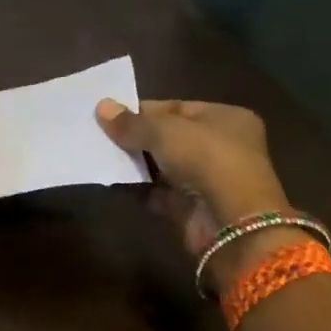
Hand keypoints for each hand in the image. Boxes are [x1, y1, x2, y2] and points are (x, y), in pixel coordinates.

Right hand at [96, 98, 296, 274]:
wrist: (231, 223)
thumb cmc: (206, 160)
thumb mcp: (165, 132)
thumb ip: (132, 122)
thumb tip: (101, 107)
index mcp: (225, 118)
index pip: (178, 108)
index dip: (144, 111)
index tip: (110, 114)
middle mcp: (220, 147)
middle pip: (169, 138)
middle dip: (136, 138)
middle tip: (100, 135)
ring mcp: (206, 180)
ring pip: (162, 166)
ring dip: (134, 163)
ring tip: (100, 156)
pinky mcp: (192, 208)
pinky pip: (158, 193)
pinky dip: (138, 189)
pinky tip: (112, 181)